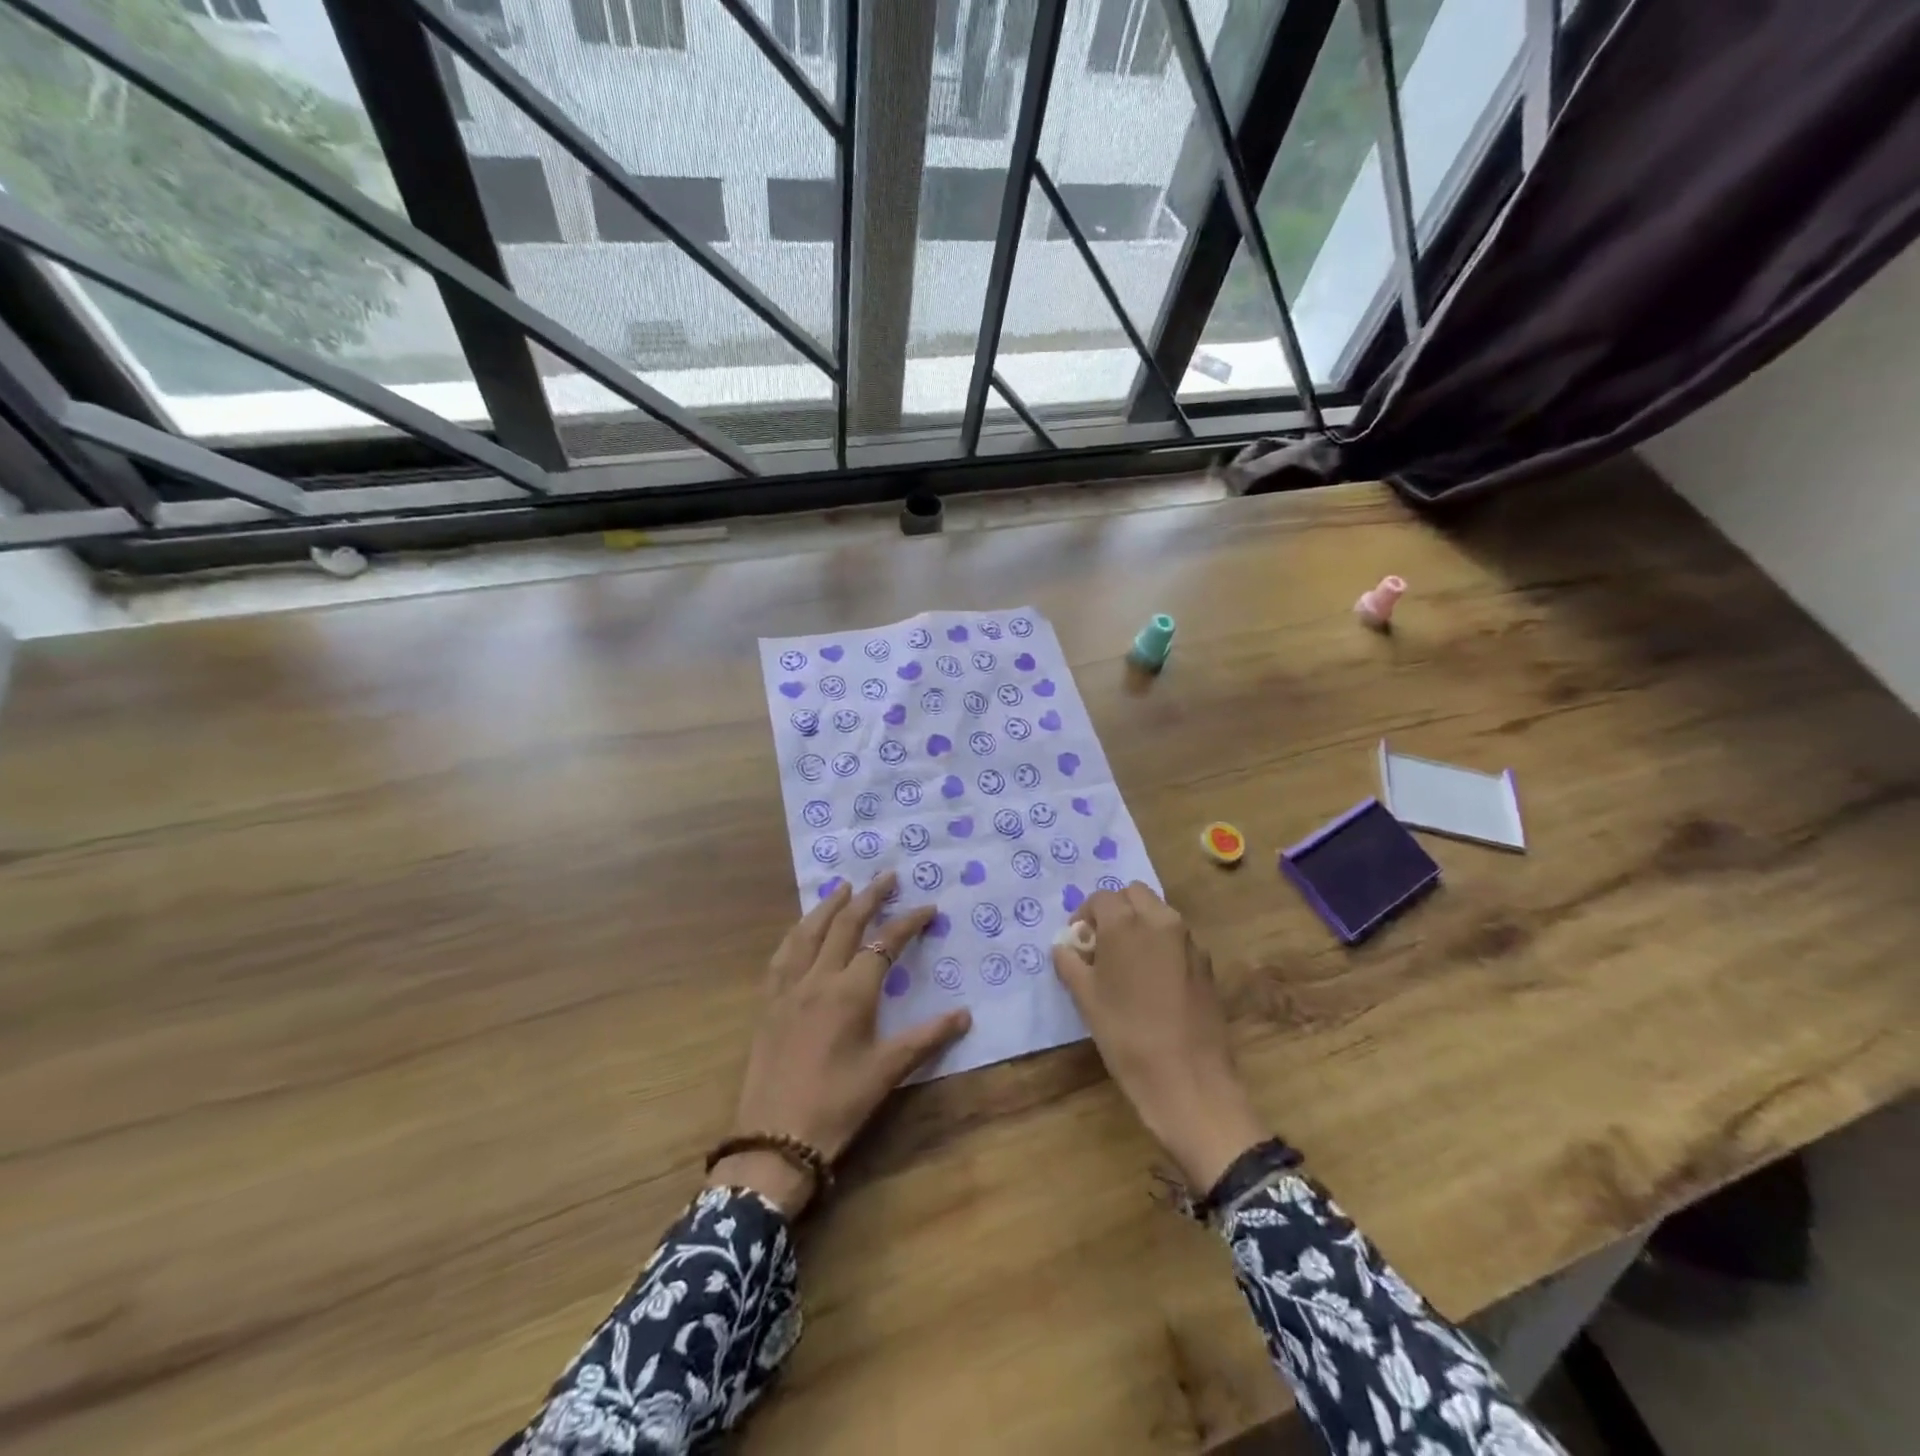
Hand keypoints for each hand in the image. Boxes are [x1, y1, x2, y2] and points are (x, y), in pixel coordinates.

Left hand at [710, 872, 971, 1214]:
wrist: (774, 1140)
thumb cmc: (837, 1106)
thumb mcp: (887, 1073)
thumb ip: (926, 1039)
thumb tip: (965, 1015)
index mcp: (851, 993)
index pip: (884, 943)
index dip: (908, 922)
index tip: (928, 907)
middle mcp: (818, 979)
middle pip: (844, 925)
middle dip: (868, 897)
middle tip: (886, 876)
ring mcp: (788, 989)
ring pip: (807, 933)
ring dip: (828, 906)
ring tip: (842, 887)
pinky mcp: (768, 1003)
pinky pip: (782, 955)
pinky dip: (797, 933)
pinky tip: (801, 931)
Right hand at [1051, 883, 1265, 1190]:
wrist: (1189, 1080)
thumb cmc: (1126, 1036)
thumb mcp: (1086, 999)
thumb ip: (1070, 964)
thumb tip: (1064, 947)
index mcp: (1126, 924)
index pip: (1100, 898)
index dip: (1084, 915)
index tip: (1077, 941)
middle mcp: (1160, 921)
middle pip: (1134, 894)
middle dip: (1115, 910)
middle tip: (1102, 944)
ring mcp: (1189, 941)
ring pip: (1159, 913)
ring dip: (1140, 924)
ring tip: (1127, 962)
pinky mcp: (1206, 963)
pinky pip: (1177, 938)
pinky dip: (1161, 944)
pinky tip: (1153, 981)